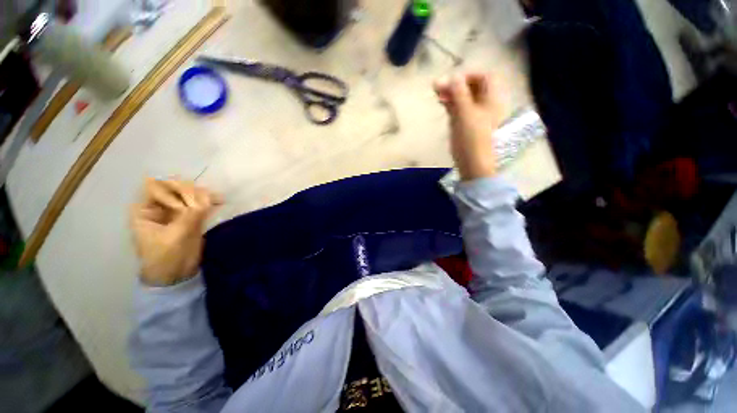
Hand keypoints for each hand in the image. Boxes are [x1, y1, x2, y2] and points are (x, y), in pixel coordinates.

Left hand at [130, 178, 221, 285]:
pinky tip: (220, 201)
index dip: (171, 192)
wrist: (175, 274)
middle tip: (202, 207)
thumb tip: (207, 198)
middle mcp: (160, 206)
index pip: (156, 186)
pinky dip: (210, 200)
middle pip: (175, 186)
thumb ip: (189, 217)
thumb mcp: (174, 237)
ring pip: (190, 192)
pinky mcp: (192, 215)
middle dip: (190, 193)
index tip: (183, 208)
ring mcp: (177, 210)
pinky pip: (201, 201)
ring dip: (203, 195)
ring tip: (213, 203)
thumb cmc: (165, 257)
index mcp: (145, 210)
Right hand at [434, 73, 501, 180]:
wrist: (472, 162)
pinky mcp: (466, 124)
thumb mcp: (465, 113)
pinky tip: (441, 102)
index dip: (468, 75)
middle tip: (437, 87)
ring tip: (436, 94)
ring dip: (451, 94)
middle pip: (472, 87)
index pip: (483, 77)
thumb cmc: (471, 138)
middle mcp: (485, 104)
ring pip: (464, 98)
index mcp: (491, 99)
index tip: (451, 79)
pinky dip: (451, 104)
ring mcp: (475, 115)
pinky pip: (460, 109)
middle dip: (455, 85)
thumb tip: (453, 76)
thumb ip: (459, 93)